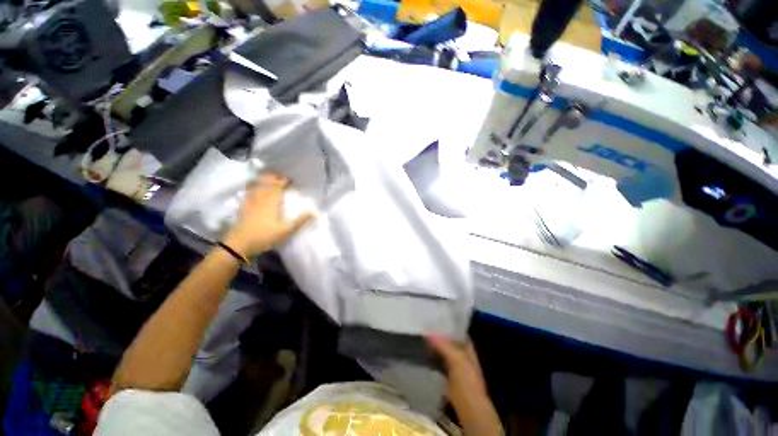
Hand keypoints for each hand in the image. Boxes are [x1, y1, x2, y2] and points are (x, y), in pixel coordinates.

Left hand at [223, 173, 313, 256]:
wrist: (239, 244)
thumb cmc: (265, 236)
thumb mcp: (286, 231)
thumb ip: (300, 221)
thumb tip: (315, 212)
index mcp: (272, 203)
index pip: (278, 187)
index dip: (284, 181)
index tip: (290, 180)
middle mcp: (260, 199)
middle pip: (266, 183)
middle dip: (273, 178)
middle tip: (279, 175)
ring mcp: (249, 202)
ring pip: (255, 186)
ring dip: (262, 180)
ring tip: (266, 177)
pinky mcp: (242, 207)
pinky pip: (247, 193)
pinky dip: (251, 187)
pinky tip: (252, 189)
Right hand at [427, 335, 501, 435]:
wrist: (468, 407)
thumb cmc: (467, 381)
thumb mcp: (457, 360)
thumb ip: (444, 345)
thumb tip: (428, 333)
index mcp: (467, 347)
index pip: (456, 331)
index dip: (447, 325)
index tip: (434, 318)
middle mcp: (461, 353)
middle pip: (448, 340)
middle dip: (438, 334)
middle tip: (423, 326)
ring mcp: (454, 364)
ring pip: (442, 350)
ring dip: (433, 345)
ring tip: (420, 336)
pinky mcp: (446, 373)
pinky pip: (437, 360)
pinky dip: (431, 356)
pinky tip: (423, 351)